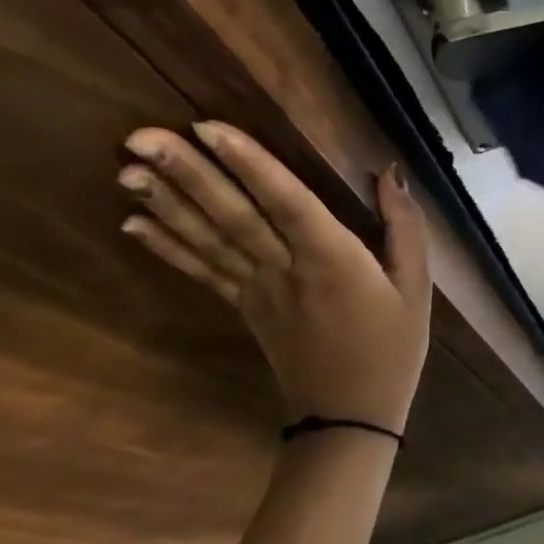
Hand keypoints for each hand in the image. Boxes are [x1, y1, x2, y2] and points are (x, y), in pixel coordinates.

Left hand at [116, 122, 431, 433]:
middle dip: (188, 173)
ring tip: (126, 169)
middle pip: (234, 216)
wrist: (352, 416)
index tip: (208, 128)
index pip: (286, 203)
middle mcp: (286, 271)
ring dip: (167, 203)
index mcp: (333, 261)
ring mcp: (258, 292)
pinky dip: (167, 247)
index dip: (250, 164)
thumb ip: (405, 228)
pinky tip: (133, 223)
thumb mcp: (417, 287)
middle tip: (140, 136)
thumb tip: (389, 174)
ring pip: (209, 240)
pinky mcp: (245, 309)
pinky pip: (202, 273)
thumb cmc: (393, 347)